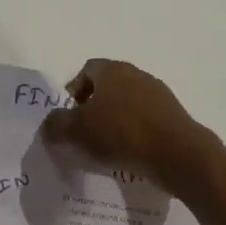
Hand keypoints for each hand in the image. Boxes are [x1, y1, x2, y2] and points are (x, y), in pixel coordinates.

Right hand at [40, 58, 217, 195]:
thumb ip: (56, 125)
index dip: (74, 90)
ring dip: (114, 121)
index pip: (87, 70)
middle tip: (83, 133)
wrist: (176, 154)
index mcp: (112, 70)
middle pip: (108, 87)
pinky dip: (133, 133)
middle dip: (93, 108)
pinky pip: (144, 120)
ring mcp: (158, 94)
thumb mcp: (76, 131)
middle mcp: (137, 74)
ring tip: (105, 148)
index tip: (69, 115)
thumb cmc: (120, 133)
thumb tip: (50, 125)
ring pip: (127, 104)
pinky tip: (129, 154)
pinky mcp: (173, 116)